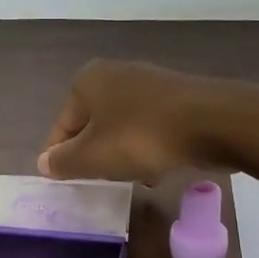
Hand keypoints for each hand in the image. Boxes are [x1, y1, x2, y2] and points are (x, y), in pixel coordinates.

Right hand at [38, 59, 238, 183]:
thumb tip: (44, 163)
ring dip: (124, 154)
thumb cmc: (142, 137)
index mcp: (87, 81)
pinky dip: (149, 147)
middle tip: (103, 182)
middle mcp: (115, 74)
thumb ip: (64, 162)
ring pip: (122, 128)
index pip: (61, 127)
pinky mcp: (177, 97)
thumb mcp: (93, 156)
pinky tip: (159, 168)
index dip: (60, 157)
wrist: (214, 122)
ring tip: (134, 178)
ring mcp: (149, 83)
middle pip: (93, 126)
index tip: (68, 183)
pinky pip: (151, 127)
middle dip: (96, 156)